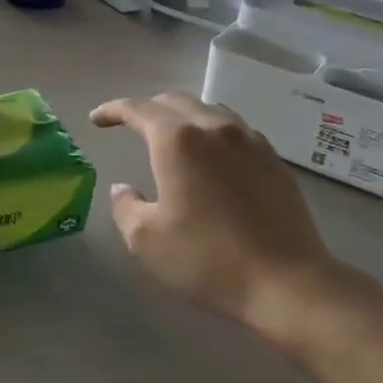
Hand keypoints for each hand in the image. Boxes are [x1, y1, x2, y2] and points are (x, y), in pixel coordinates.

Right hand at [90, 93, 343, 329]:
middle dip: (148, 109)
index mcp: (178, 140)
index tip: (97, 120)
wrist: (285, 281)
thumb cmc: (206, 259)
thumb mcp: (147, 240)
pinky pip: (236, 131)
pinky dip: (213, 133)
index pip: (138, 109)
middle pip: (175, 101)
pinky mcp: (274, 160)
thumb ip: (126, 207)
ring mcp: (250, 141)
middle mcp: (215, 128)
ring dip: (183, 116)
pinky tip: (212, 158)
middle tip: (131, 126)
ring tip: (171, 137)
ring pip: (210, 111)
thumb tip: (123, 189)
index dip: (113, 110)